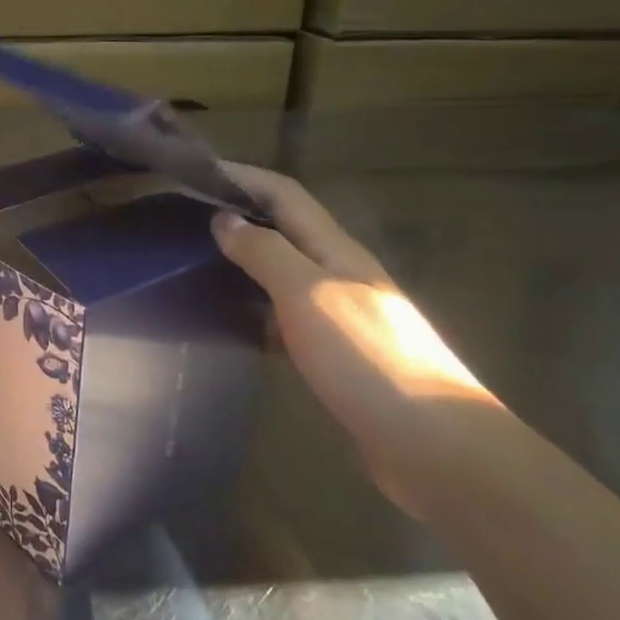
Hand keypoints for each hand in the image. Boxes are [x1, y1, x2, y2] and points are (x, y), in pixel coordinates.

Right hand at [211, 163, 500, 513]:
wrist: (435, 447)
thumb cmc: (368, 358)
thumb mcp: (308, 294)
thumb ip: (265, 253)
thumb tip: (224, 219)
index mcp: (336, 251)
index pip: (285, 195)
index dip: (244, 177)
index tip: (196, 171)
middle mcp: (340, 275)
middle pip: (285, 231)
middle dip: (239, 217)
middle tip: (184, 220)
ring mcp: (341, 318)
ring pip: (283, 275)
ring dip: (244, 263)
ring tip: (194, 267)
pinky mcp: (337, 357)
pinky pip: (285, 319)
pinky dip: (254, 312)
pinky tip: (229, 325)